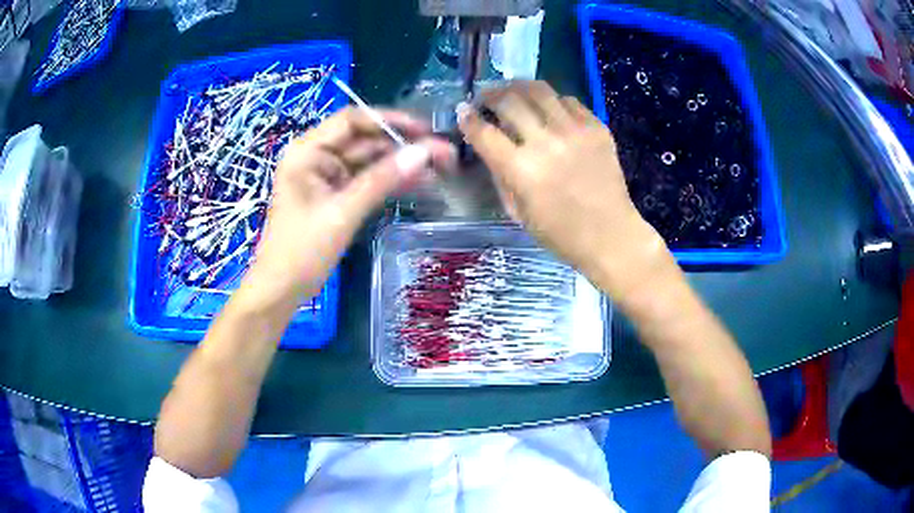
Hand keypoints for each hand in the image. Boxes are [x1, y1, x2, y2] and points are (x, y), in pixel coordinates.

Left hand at [244, 107, 455, 303]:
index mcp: (308, 151)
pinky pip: (367, 181)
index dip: (390, 121)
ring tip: (441, 168)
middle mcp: (317, 157)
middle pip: (365, 140)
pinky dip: (390, 182)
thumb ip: (382, 180)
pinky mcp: (336, 196)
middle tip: (444, 153)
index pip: (352, 121)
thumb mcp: (342, 213)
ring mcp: (327, 177)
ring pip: (370, 161)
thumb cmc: (302, 250)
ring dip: (401, 164)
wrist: (281, 289)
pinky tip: (420, 183)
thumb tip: (423, 153)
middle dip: (403, 146)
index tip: (425, 130)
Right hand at [457, 81, 673, 299]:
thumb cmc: (560, 233)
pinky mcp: (597, 128)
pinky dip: (552, 100)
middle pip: (509, 101)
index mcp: (521, 170)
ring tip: (513, 92)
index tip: (463, 111)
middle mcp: (546, 142)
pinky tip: (547, 108)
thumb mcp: (517, 212)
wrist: (611, 235)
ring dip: (518, 87)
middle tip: (486, 98)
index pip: (484, 132)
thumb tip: (488, 145)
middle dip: (490, 94)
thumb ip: (499, 174)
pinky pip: (569, 100)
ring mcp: (575, 131)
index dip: (468, 118)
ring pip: (539, 90)